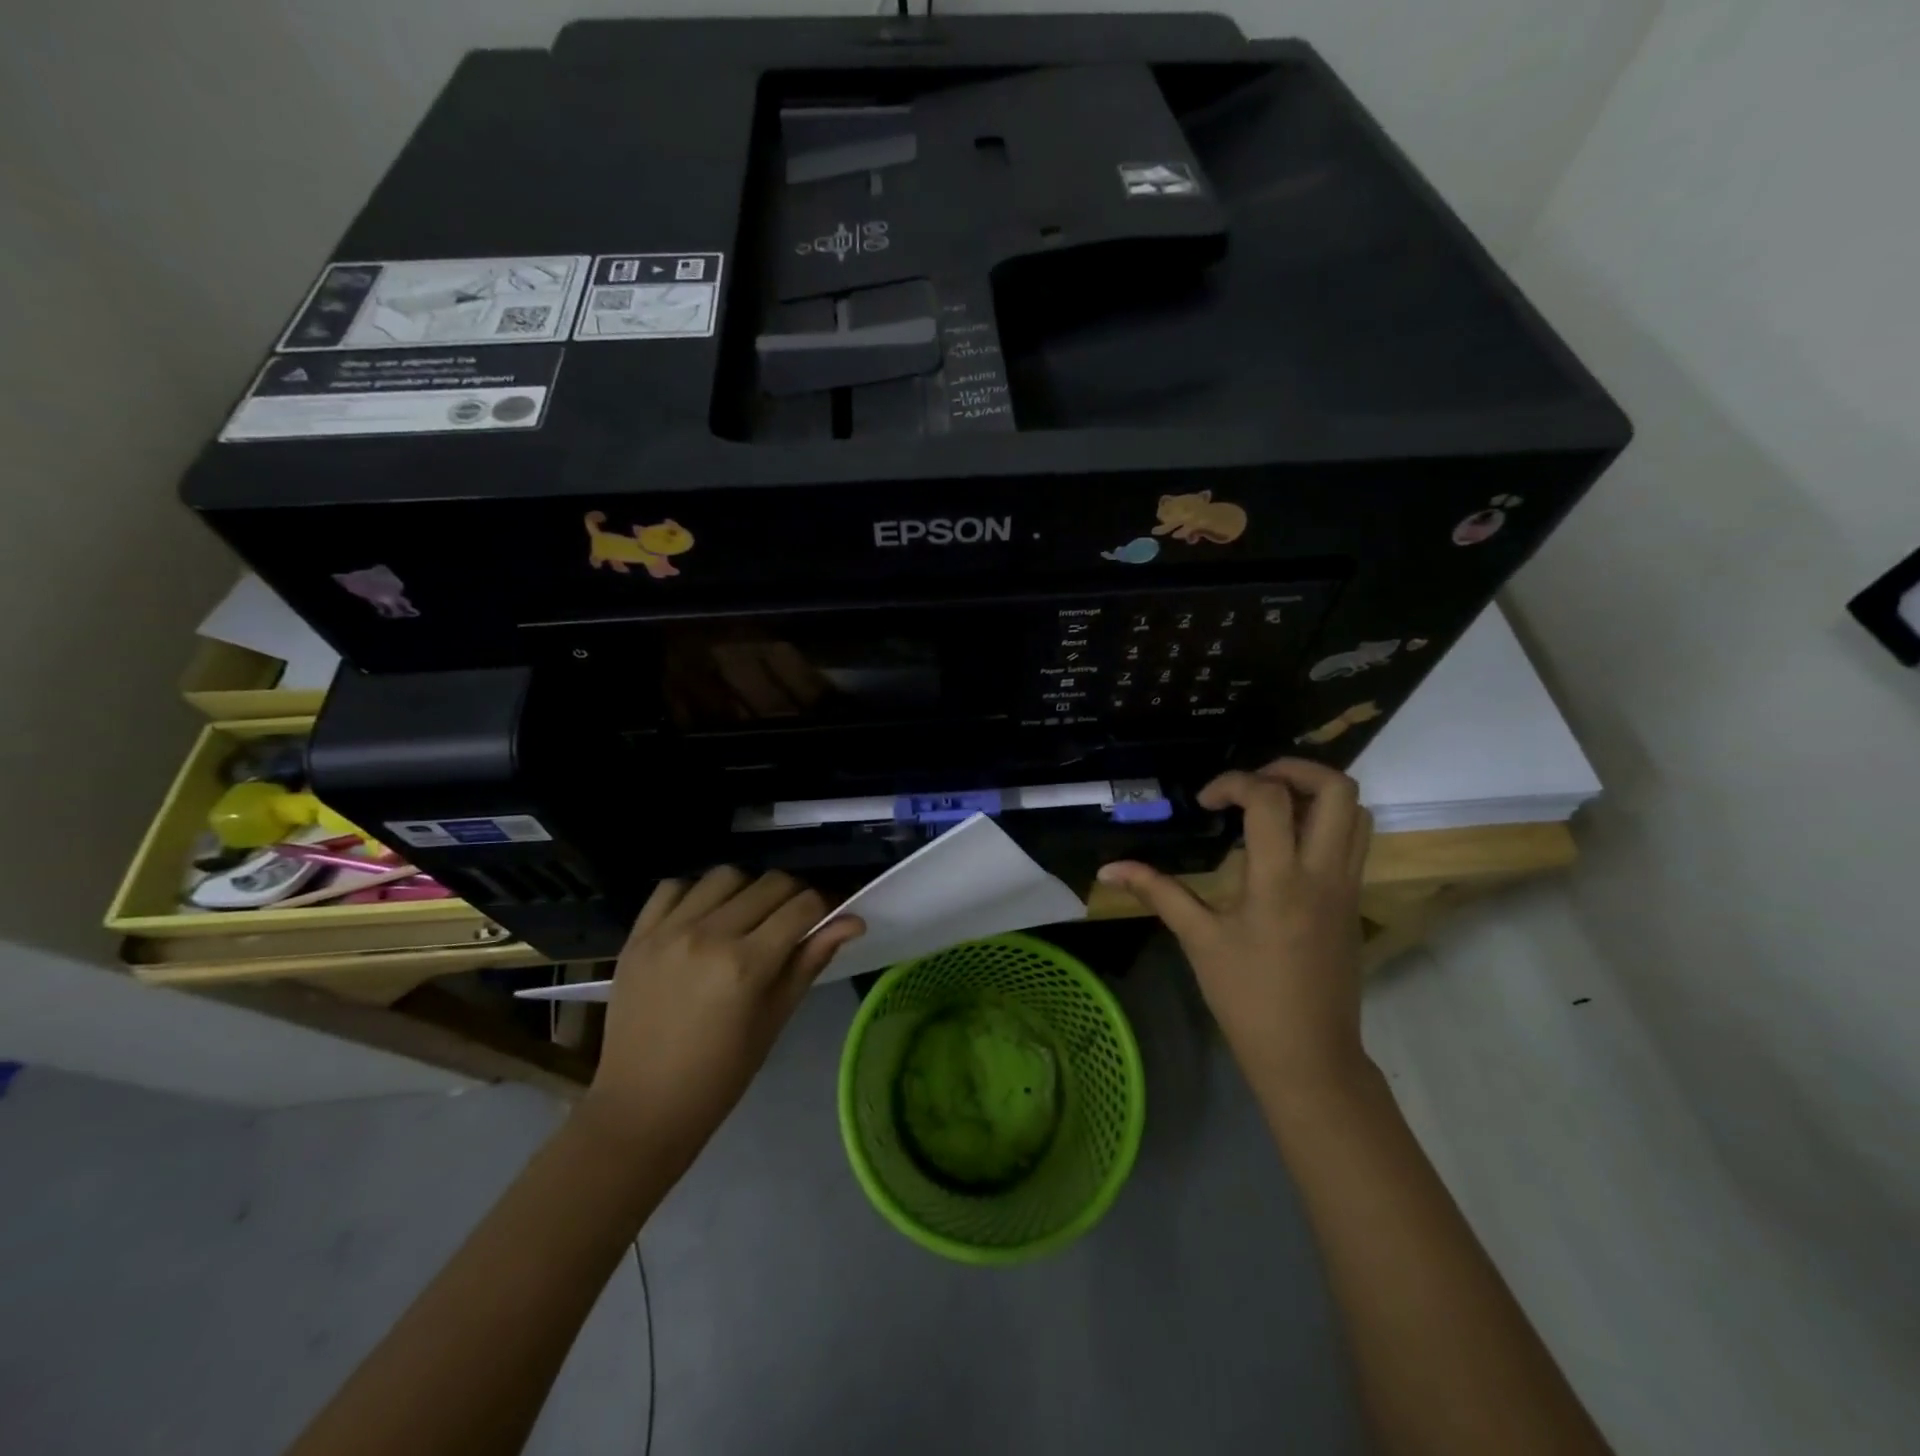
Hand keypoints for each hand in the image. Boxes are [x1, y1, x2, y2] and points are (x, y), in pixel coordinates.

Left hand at [579, 868, 863, 1162]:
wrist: (642, 1106)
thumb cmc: (721, 1074)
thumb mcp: (775, 1019)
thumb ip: (810, 961)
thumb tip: (853, 921)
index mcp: (747, 964)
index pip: (803, 906)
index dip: (826, 905)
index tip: (830, 915)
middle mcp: (709, 935)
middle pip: (770, 883)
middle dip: (793, 895)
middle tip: (793, 920)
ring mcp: (668, 931)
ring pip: (726, 876)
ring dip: (748, 889)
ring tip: (747, 916)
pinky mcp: (638, 935)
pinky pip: (674, 887)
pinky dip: (696, 893)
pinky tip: (704, 917)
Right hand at [1098, 759, 1372, 1097]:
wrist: (1309, 1054)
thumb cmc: (1247, 997)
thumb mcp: (1198, 939)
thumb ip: (1157, 891)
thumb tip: (1108, 868)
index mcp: (1281, 879)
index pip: (1269, 798)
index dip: (1233, 782)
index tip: (1205, 802)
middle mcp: (1324, 872)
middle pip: (1335, 788)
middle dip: (1291, 769)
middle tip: (1251, 785)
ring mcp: (1348, 885)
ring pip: (1356, 811)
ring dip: (1314, 793)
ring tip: (1271, 806)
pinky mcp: (1355, 900)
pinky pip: (1354, 839)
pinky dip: (1325, 821)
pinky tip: (1286, 843)